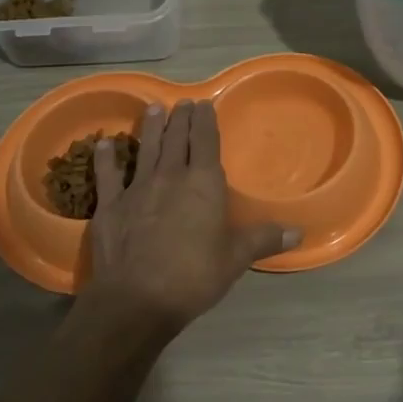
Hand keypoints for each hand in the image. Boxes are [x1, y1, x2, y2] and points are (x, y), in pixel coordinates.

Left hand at [83, 100, 296, 340]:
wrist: (137, 298)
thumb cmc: (194, 276)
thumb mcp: (236, 258)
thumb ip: (264, 239)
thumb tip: (299, 233)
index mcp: (204, 184)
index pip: (206, 141)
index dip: (205, 121)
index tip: (203, 103)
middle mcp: (170, 176)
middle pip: (176, 139)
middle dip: (180, 119)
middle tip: (182, 103)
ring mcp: (137, 189)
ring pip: (145, 149)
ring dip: (150, 128)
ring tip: (153, 108)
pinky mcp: (110, 206)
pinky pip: (108, 176)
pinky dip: (106, 158)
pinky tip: (103, 144)